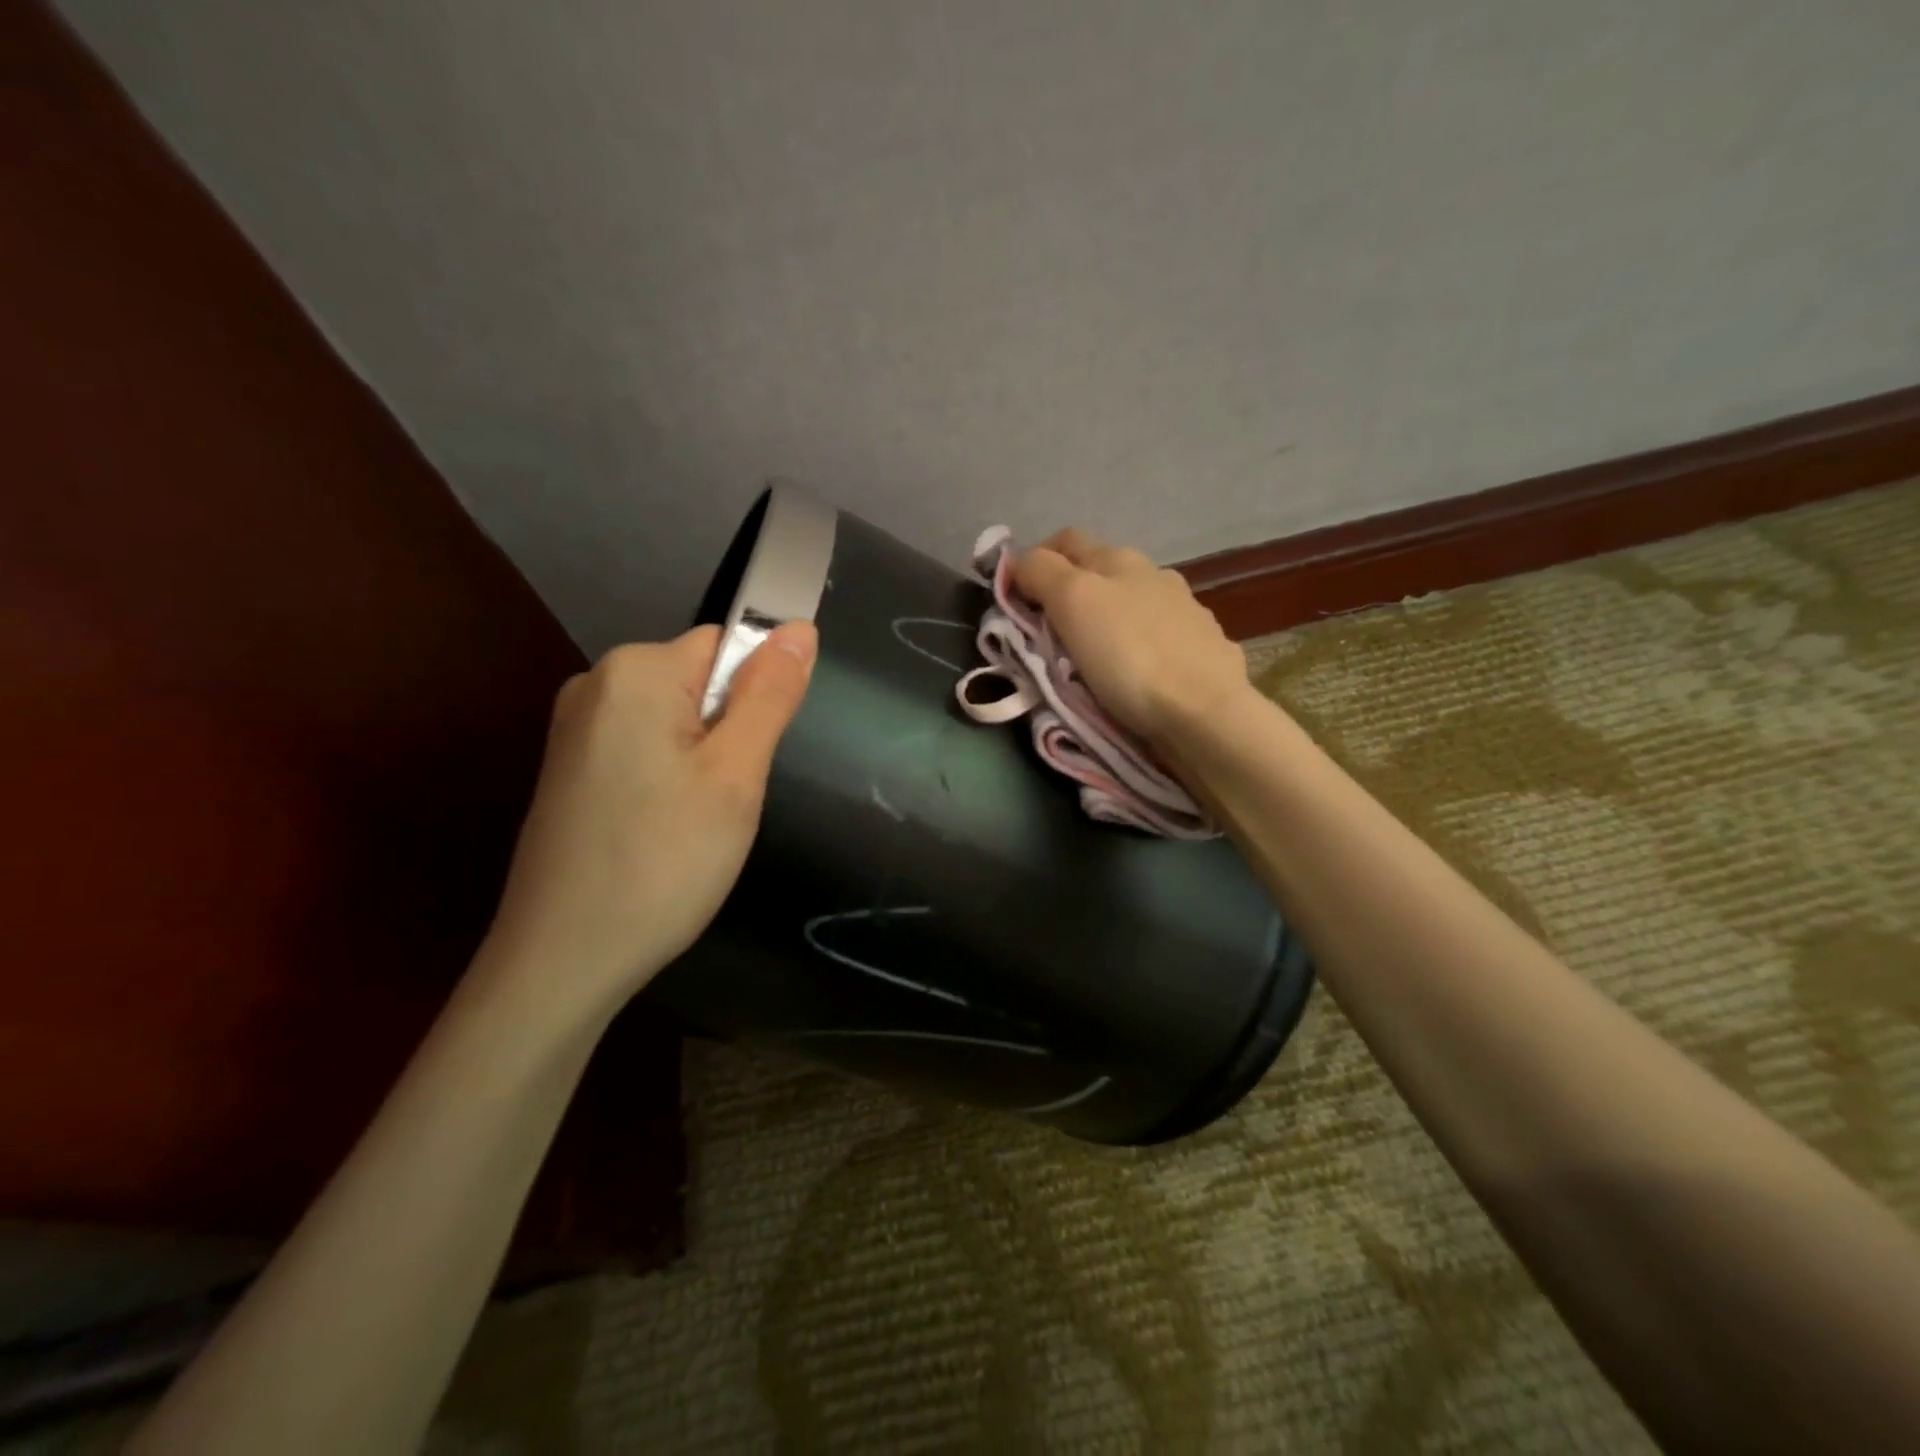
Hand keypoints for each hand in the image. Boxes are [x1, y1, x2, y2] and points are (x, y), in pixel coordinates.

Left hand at [480, 622, 816, 1018]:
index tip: (747, 762)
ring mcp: (574, 730)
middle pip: (699, 682)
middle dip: (728, 733)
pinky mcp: (570, 771)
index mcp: (635, 671)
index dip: (754, 698)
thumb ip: (769, 695)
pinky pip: (644, 750)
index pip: (726, 645)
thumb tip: (799, 626)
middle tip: (724, 800)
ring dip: (702, 762)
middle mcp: (595, 685)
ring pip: (676, 722)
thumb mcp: (735, 775)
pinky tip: (663, 832)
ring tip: (695, 823)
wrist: (562, 960)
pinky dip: (669, 782)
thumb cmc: (663, 861)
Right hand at [1015, 529, 1248, 745]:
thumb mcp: (1073, 602)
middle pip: (1099, 573)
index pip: (1064, 541)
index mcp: (1120, 560)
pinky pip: (1158, 637)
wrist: (1203, 713)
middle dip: (1069, 594)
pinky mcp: (1204, 650)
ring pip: (1130, 605)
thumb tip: (1020, 560)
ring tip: (1090, 657)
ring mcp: (1186, 612)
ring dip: (1106, 621)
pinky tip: (1134, 671)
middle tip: (1045, 634)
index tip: (1014, 599)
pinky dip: (1137, 646)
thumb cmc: (1129, 655)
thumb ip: (1041, 572)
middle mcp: (1156, 576)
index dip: (1034, 561)